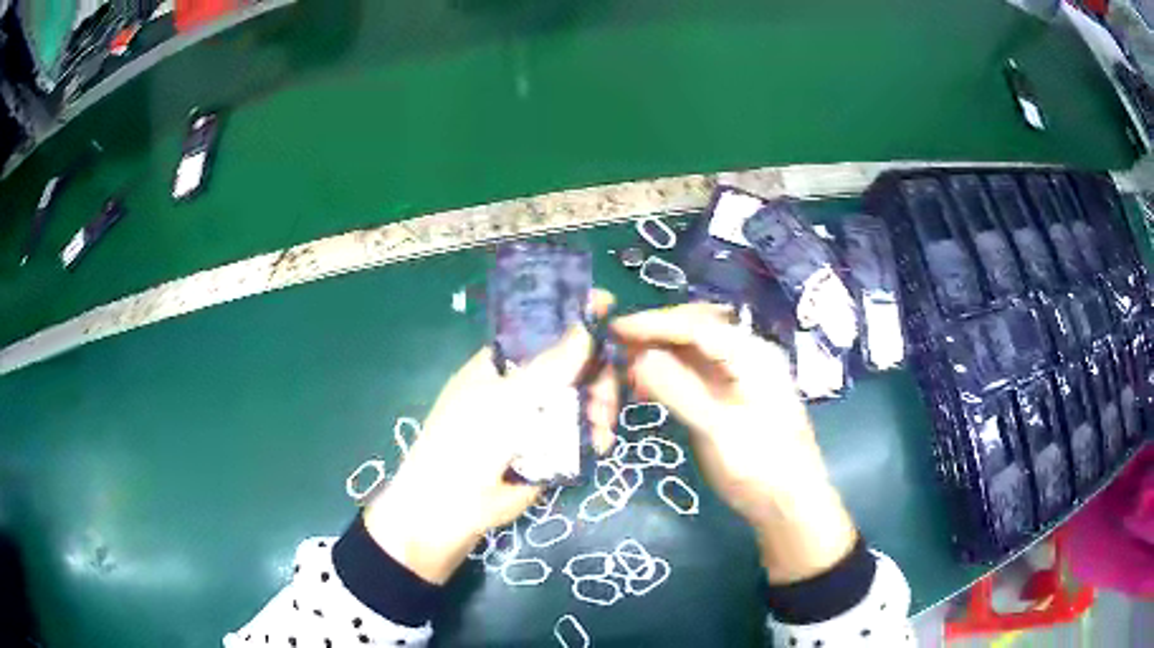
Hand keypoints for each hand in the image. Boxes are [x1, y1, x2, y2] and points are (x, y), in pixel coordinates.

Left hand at [364, 292, 617, 583]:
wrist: (451, 510)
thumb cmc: (466, 444)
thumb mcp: (505, 402)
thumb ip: (548, 368)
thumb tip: (585, 327)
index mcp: (501, 365)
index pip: (542, 331)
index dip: (573, 319)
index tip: (608, 307)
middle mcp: (522, 387)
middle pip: (570, 366)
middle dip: (596, 374)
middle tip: (609, 392)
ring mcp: (537, 420)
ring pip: (581, 401)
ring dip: (600, 407)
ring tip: (603, 425)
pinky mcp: (551, 451)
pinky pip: (582, 434)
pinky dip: (595, 435)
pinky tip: (600, 443)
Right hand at [612, 303, 856, 583]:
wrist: (789, 505)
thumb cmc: (760, 467)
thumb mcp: (718, 430)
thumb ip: (679, 390)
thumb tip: (638, 356)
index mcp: (751, 354)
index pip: (696, 325)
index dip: (653, 324)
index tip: (614, 330)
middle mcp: (746, 355)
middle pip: (694, 329)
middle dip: (655, 335)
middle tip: (617, 349)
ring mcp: (738, 376)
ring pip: (691, 351)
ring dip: (658, 354)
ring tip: (625, 369)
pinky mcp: (729, 396)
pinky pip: (693, 373)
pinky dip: (666, 375)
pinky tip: (645, 389)